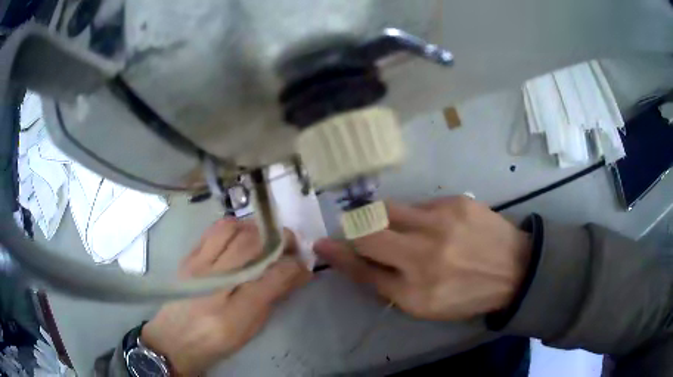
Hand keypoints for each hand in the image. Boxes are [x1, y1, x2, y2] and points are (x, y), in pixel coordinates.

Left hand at [141, 219, 310, 375]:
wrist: (173, 338)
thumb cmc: (215, 341)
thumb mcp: (248, 330)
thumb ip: (271, 299)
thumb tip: (294, 274)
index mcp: (235, 313)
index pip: (273, 277)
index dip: (295, 266)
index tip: (304, 264)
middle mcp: (215, 284)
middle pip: (252, 245)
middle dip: (279, 239)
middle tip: (290, 244)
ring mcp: (198, 266)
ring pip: (232, 230)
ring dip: (256, 228)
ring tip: (266, 237)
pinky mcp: (188, 257)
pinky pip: (214, 230)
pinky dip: (235, 226)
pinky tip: (242, 235)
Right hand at [314, 197, 530, 320]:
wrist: (516, 269)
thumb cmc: (468, 295)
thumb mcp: (426, 305)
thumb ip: (388, 284)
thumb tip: (357, 259)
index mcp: (416, 291)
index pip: (363, 270)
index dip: (338, 256)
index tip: (321, 244)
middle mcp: (424, 256)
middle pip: (367, 231)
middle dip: (354, 229)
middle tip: (359, 231)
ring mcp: (441, 223)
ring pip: (388, 209)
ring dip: (381, 217)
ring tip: (398, 228)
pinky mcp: (456, 202)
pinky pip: (418, 204)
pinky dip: (415, 215)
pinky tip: (434, 226)